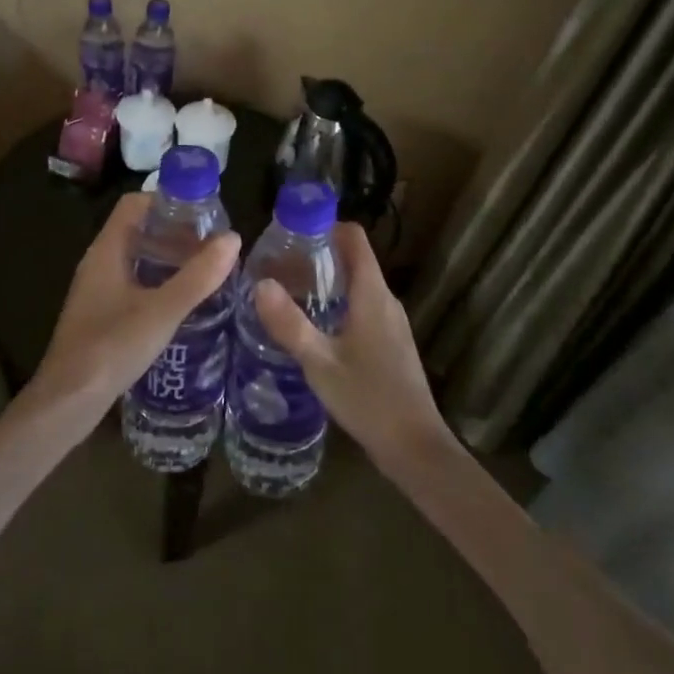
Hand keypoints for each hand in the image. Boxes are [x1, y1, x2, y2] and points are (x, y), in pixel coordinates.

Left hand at [29, 193, 241, 423]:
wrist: (68, 402)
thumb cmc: (111, 348)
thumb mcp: (162, 311)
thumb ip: (198, 276)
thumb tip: (233, 238)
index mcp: (106, 251)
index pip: (134, 204)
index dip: (167, 200)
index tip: (203, 211)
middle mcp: (98, 263)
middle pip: (138, 230)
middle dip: (174, 230)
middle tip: (213, 242)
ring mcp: (98, 290)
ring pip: (136, 259)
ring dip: (168, 258)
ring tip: (206, 268)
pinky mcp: (101, 314)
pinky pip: (133, 283)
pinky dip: (158, 282)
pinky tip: (183, 301)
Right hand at [254, 223, 456, 470]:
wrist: (414, 447)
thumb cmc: (368, 399)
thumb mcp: (320, 362)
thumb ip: (289, 323)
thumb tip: (259, 283)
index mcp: (372, 293)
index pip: (354, 237)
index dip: (325, 226)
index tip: (291, 234)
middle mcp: (386, 299)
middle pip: (353, 259)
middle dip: (316, 256)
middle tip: (277, 266)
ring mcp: (391, 322)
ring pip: (356, 285)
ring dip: (325, 282)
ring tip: (287, 293)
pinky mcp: (391, 342)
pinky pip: (362, 306)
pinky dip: (337, 303)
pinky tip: (312, 327)